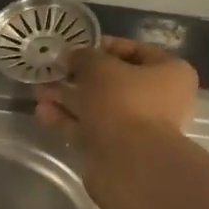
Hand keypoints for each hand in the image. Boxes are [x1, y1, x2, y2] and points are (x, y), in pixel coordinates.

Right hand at [34, 37, 197, 168]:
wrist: (129, 162)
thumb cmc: (124, 102)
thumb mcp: (100, 67)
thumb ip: (84, 57)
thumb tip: (72, 56)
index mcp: (170, 73)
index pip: (137, 51)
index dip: (104, 46)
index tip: (77, 47)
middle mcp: (158, 100)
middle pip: (114, 82)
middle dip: (80, 77)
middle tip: (54, 71)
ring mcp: (137, 128)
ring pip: (98, 107)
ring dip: (69, 99)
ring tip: (38, 92)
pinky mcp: (116, 150)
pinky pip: (90, 129)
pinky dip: (68, 120)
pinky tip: (43, 113)